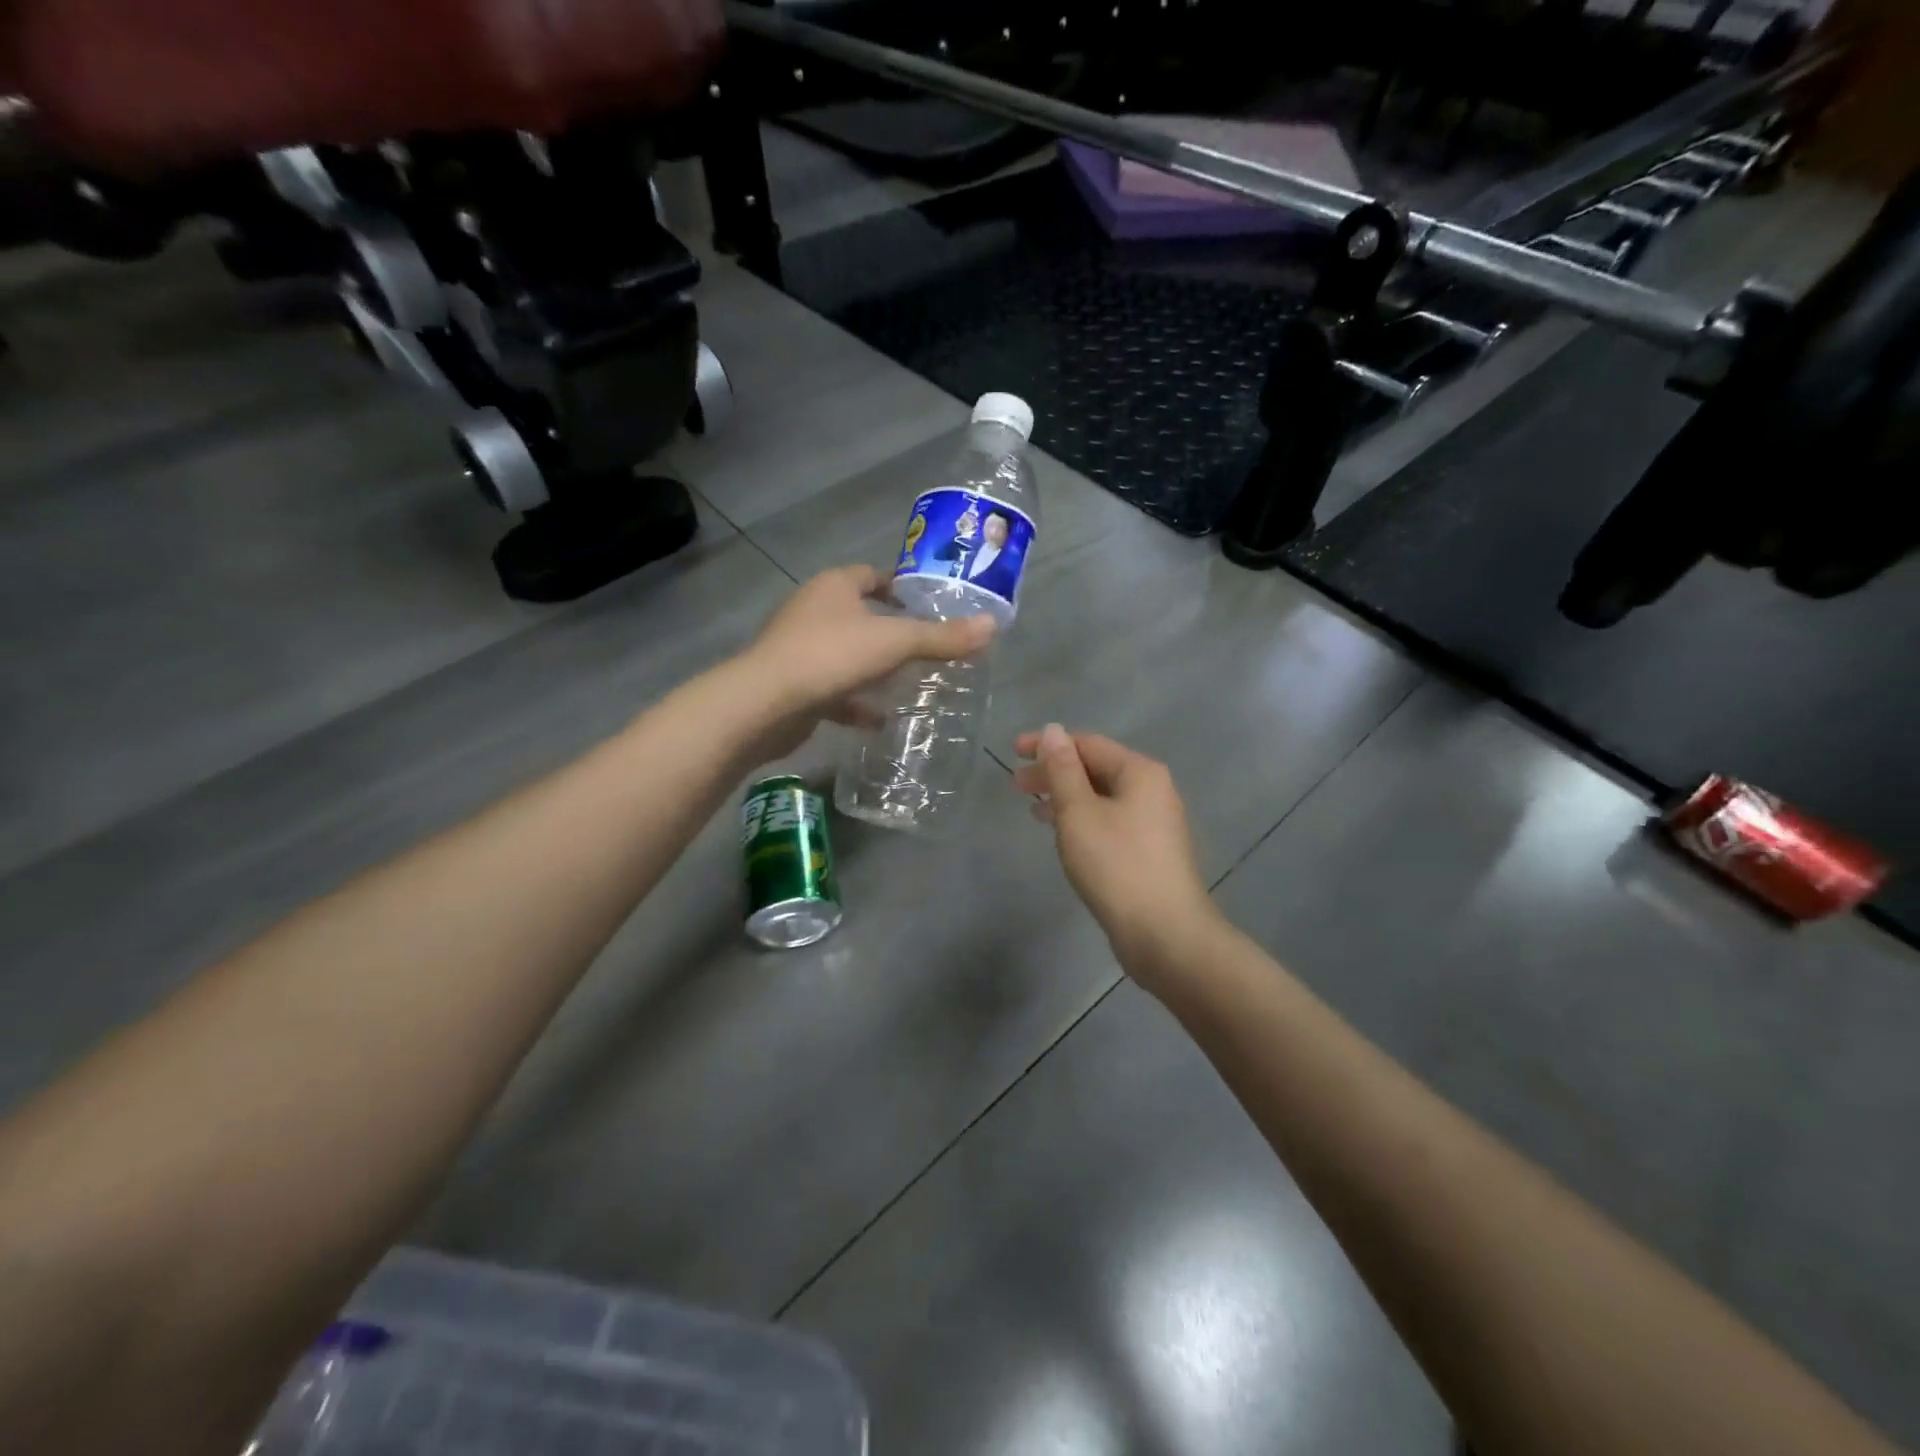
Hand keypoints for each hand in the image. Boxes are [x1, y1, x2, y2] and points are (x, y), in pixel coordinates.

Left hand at [736, 566, 995, 759]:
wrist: (765, 704)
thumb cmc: (831, 656)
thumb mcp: (895, 642)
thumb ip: (942, 637)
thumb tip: (992, 626)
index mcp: (835, 586)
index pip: (873, 575)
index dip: (902, 586)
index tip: (930, 605)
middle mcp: (814, 610)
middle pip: (860, 614)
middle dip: (892, 630)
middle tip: (928, 647)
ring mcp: (800, 648)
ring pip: (847, 653)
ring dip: (874, 668)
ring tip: (910, 682)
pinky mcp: (794, 684)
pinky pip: (834, 689)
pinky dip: (856, 702)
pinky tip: (880, 720)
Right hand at [1014, 726, 1219, 987]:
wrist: (1164, 933)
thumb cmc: (1116, 865)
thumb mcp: (1078, 812)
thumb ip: (1062, 770)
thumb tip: (1053, 730)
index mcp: (1139, 771)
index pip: (1087, 743)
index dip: (1048, 744)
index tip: (1013, 752)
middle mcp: (1153, 789)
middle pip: (1095, 768)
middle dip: (1054, 773)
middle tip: (1016, 785)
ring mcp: (1154, 822)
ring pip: (1101, 797)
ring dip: (1065, 798)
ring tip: (1032, 809)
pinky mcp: (1149, 851)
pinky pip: (1109, 820)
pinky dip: (1082, 820)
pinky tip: (1064, 835)